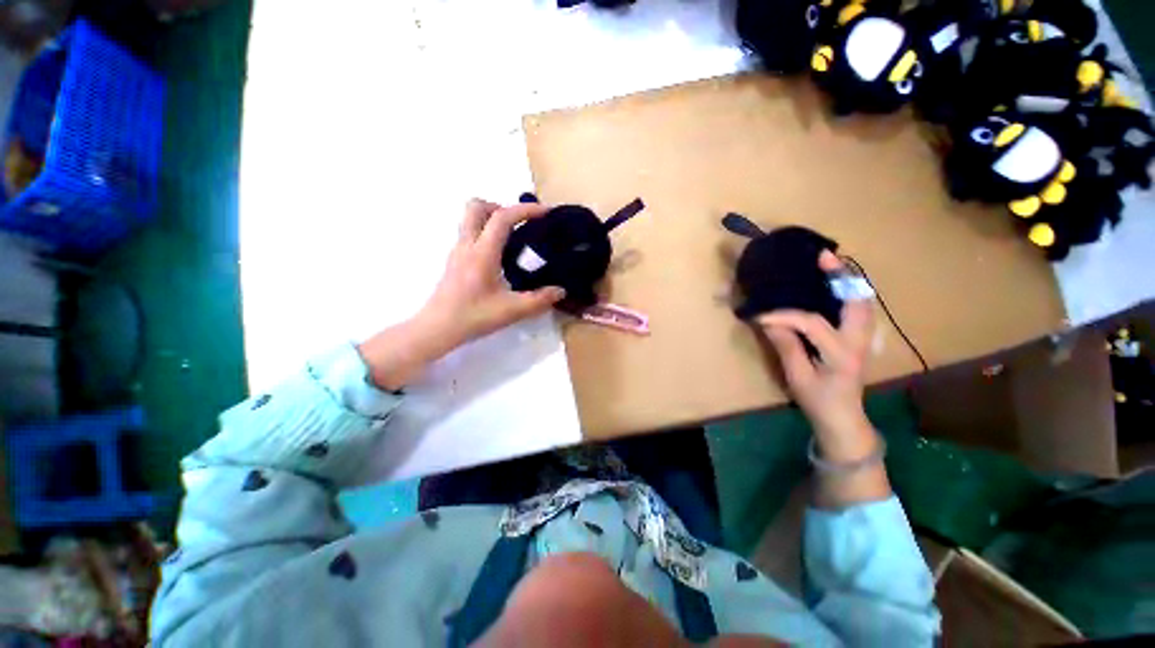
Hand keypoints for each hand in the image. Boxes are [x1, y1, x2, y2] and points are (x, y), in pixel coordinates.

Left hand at [358, 199, 564, 389]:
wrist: (438, 328)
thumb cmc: (474, 316)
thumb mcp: (512, 310)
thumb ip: (539, 300)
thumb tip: (560, 291)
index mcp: (482, 253)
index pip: (502, 218)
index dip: (525, 210)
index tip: (545, 212)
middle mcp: (467, 245)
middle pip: (476, 206)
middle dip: (501, 207)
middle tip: (520, 224)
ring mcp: (457, 251)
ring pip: (470, 219)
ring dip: (491, 218)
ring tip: (513, 238)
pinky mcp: (454, 261)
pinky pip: (469, 234)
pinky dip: (485, 232)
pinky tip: (499, 256)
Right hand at [756, 252, 875, 457]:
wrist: (843, 417)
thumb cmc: (819, 400)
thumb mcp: (797, 377)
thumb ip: (786, 347)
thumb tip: (769, 322)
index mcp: (841, 353)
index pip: (812, 323)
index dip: (784, 315)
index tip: (760, 314)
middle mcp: (859, 340)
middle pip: (857, 300)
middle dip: (841, 275)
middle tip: (822, 257)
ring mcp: (863, 337)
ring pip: (863, 300)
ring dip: (849, 279)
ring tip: (831, 263)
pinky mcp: (859, 337)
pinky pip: (860, 307)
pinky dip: (850, 291)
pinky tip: (837, 283)